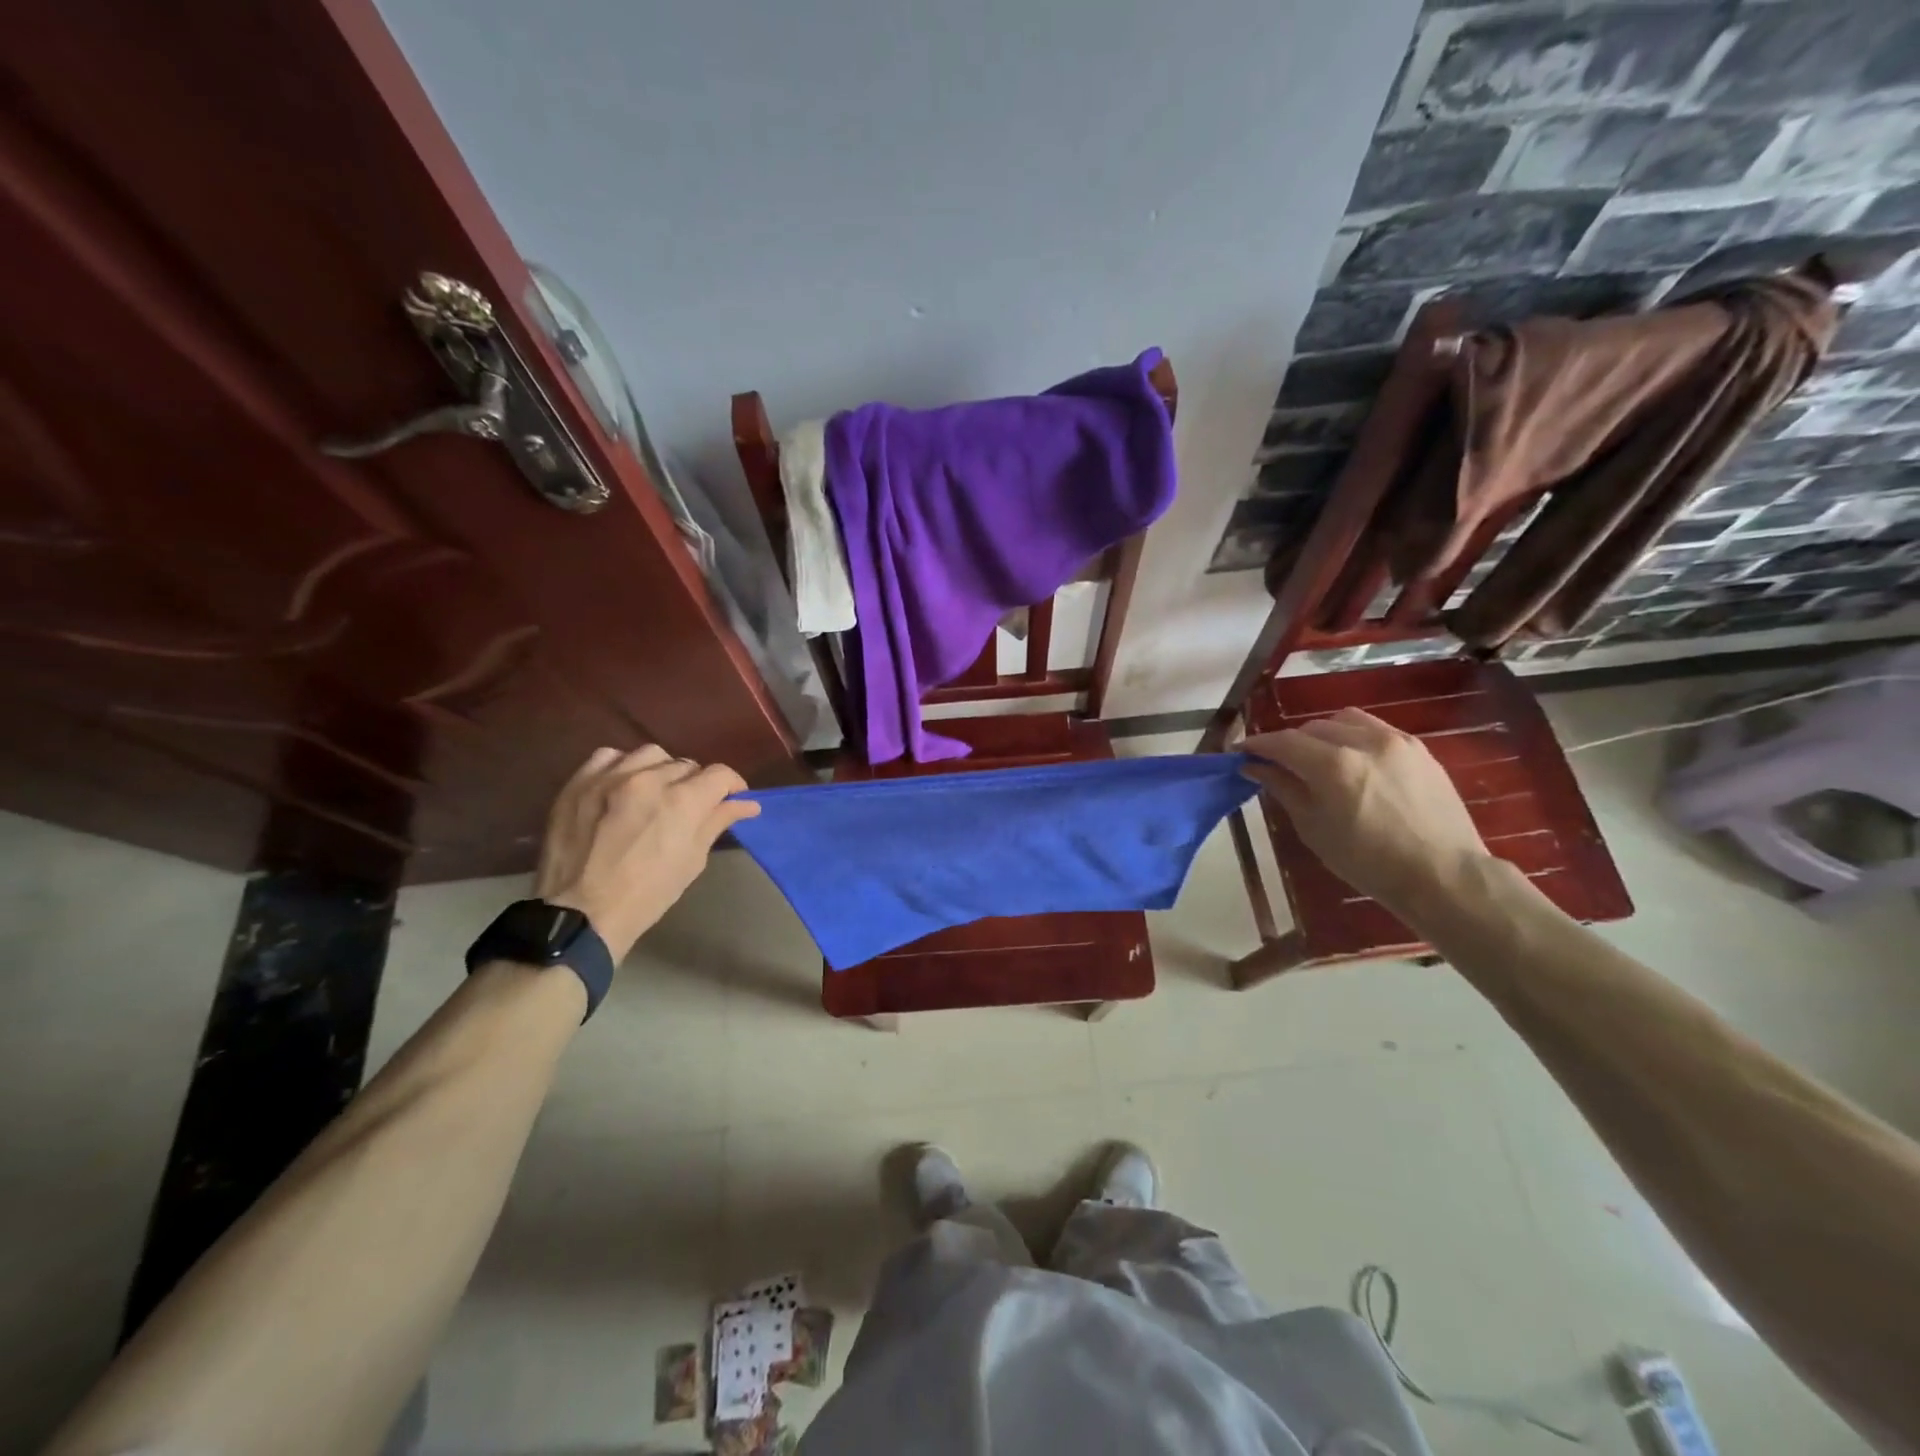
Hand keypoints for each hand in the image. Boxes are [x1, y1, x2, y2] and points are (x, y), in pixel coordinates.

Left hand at [533, 745, 760, 962]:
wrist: (580, 914)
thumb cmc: (647, 895)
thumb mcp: (692, 860)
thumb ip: (717, 822)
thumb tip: (747, 804)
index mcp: (683, 801)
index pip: (720, 774)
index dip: (732, 785)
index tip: (732, 798)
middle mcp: (650, 779)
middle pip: (686, 765)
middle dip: (695, 783)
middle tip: (689, 807)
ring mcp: (610, 777)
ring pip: (651, 755)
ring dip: (661, 770)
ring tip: (655, 792)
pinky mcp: (579, 782)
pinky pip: (609, 756)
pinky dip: (622, 766)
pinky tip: (621, 785)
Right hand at [1242, 708, 1490, 918]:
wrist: (1442, 874)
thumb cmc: (1368, 862)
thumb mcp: (1314, 828)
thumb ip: (1283, 789)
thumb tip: (1255, 767)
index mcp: (1333, 765)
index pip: (1282, 742)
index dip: (1257, 745)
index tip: (1240, 752)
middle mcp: (1363, 742)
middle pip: (1311, 728)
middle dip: (1289, 743)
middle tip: (1277, 764)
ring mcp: (1395, 741)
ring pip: (1343, 721)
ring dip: (1321, 734)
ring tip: (1316, 758)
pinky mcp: (1418, 748)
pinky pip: (1374, 729)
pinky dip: (1352, 737)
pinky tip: (1352, 761)